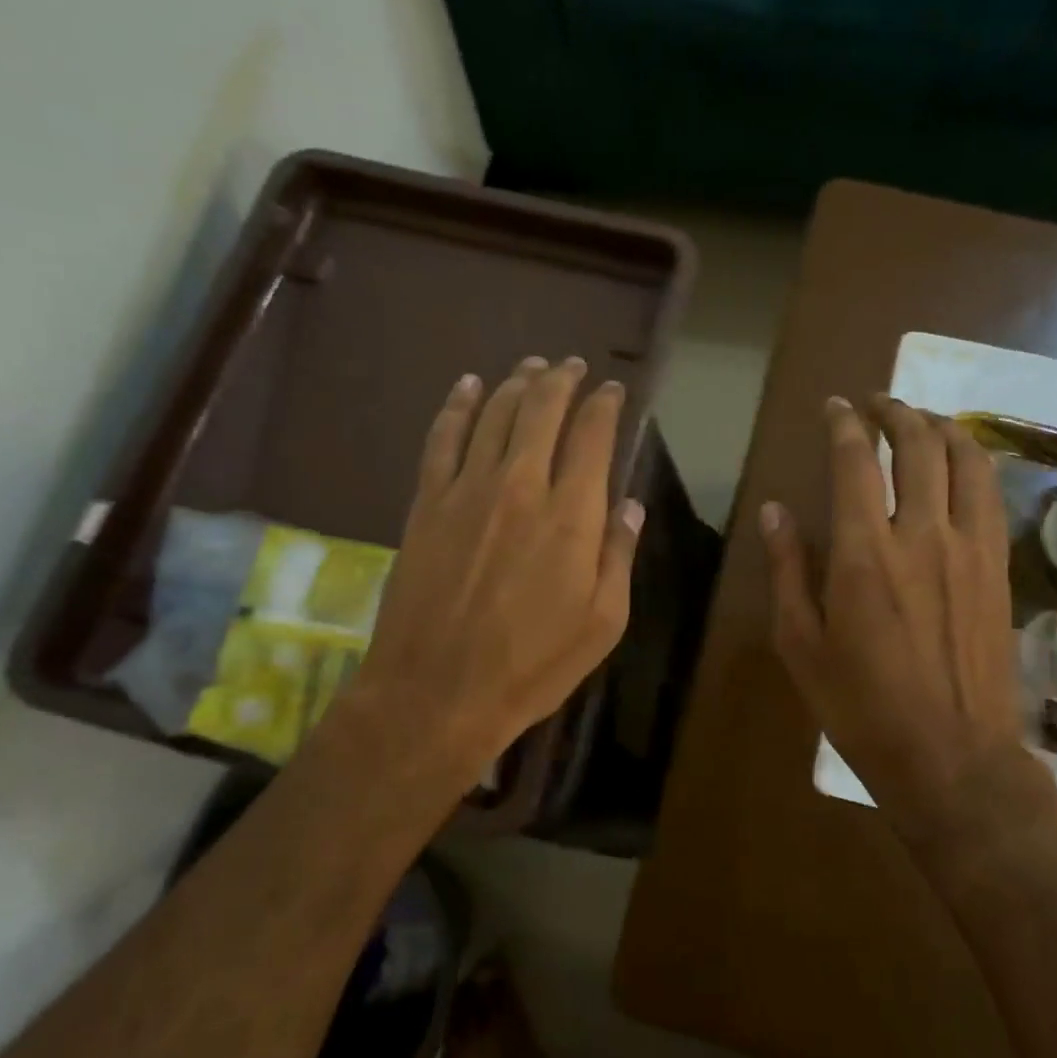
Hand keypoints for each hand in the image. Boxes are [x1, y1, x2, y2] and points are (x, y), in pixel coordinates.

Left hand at [326, 356, 641, 815]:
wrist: (437, 692)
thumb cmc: (531, 666)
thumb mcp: (603, 624)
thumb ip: (619, 556)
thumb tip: (630, 505)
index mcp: (570, 515)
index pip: (592, 436)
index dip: (605, 405)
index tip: (613, 391)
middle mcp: (520, 486)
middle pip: (541, 411)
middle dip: (562, 380)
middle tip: (573, 365)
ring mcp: (466, 491)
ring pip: (493, 414)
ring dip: (516, 383)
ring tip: (531, 366)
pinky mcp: (426, 504)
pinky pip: (442, 439)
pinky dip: (456, 406)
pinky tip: (467, 387)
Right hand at [760, 395, 1042, 844]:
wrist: (950, 757)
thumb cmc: (860, 706)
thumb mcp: (801, 644)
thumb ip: (788, 570)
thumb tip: (775, 511)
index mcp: (863, 553)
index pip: (855, 461)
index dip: (844, 424)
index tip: (835, 407)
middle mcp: (922, 535)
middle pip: (917, 445)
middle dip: (895, 412)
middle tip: (876, 404)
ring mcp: (969, 548)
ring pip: (964, 460)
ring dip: (941, 426)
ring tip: (921, 420)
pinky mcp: (998, 568)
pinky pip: (991, 495)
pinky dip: (975, 463)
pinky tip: (962, 463)